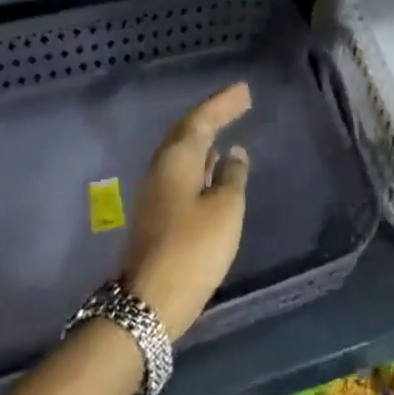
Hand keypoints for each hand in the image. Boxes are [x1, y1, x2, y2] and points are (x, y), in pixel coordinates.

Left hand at [122, 82, 252, 341]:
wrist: (149, 304)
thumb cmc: (193, 249)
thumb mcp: (225, 209)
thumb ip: (232, 176)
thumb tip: (234, 153)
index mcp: (177, 160)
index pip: (201, 120)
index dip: (223, 104)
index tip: (244, 91)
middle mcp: (161, 169)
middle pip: (187, 132)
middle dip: (212, 115)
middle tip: (238, 103)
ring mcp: (156, 193)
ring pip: (182, 152)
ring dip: (204, 137)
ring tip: (226, 128)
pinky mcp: (158, 214)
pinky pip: (182, 171)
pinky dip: (199, 160)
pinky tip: (212, 166)